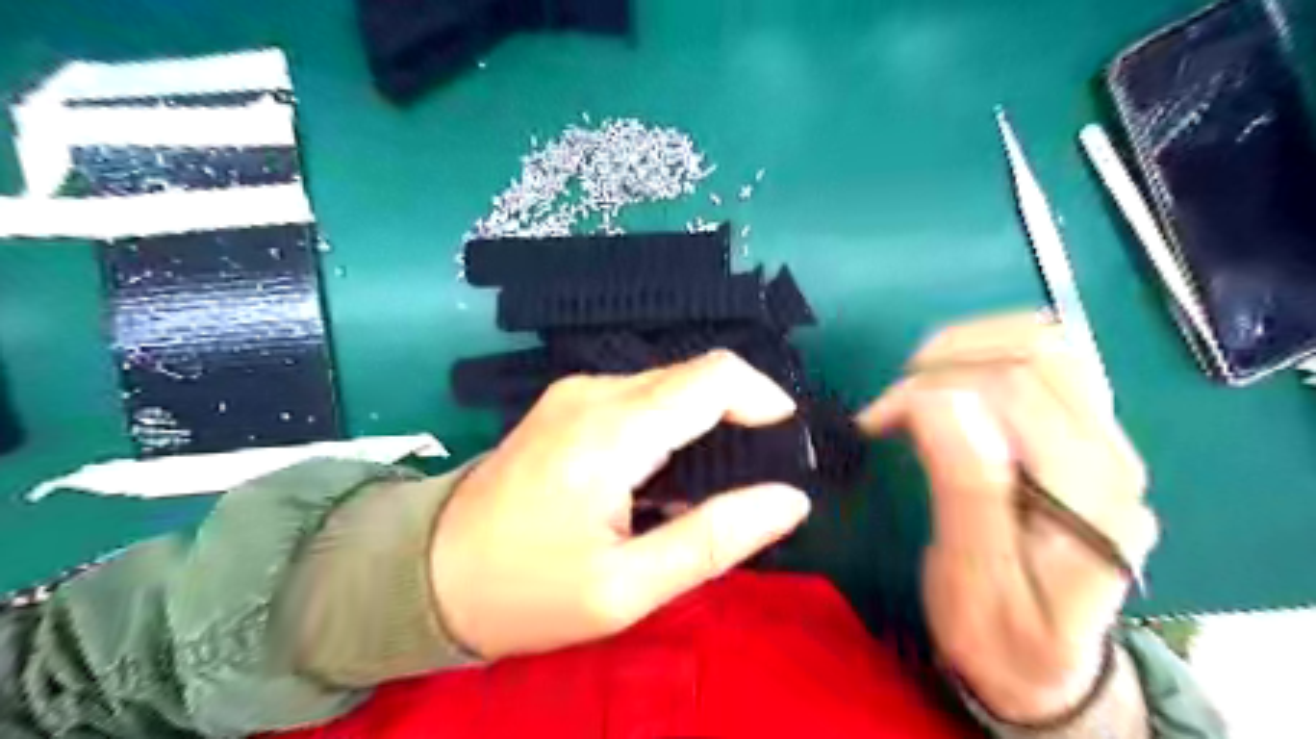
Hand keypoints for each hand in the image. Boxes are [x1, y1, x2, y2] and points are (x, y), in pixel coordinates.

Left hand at [434, 349, 812, 659]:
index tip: (786, 448)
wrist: (429, 573)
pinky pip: (642, 397)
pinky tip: (665, 475)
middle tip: (751, 479)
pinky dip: (672, 426)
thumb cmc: (527, 590)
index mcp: (610, 430)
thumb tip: (789, 499)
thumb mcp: (626, 588)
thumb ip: (714, 538)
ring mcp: (576, 391)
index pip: (714, 377)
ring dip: (706, 423)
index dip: (764, 400)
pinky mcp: (568, 401)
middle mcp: (594, 391)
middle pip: (695, 376)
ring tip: (709, 486)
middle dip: (739, 416)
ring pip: (671, 384)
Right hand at [861, 312, 1153, 722]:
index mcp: (1089, 498)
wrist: (1050, 666)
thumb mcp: (972, 581)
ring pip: (1050, 342)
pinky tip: (954, 376)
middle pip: (1036, 353)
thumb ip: (966, 490)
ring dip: (969, 344)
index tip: (874, 420)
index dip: (929, 389)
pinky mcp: (1090, 435)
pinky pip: (1051, 359)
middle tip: (892, 398)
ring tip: (917, 377)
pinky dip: (992, 351)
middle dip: (945, 359)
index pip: (1011, 392)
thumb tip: (941, 402)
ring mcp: (1109, 440)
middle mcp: (1114, 456)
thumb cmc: (1000, 634)